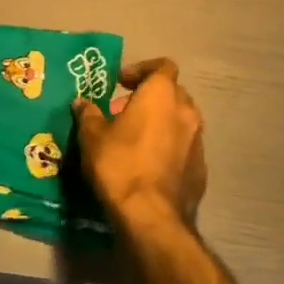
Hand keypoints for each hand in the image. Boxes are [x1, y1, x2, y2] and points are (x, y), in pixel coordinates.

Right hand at [74, 58, 206, 237]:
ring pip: (181, 121)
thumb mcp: (92, 136)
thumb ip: (89, 114)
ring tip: (136, 139)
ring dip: (162, 123)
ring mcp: (198, 141)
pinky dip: (170, 148)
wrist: (151, 216)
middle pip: (173, 93)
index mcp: (162, 95)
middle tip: (124, 111)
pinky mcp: (201, 169)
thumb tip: (82, 102)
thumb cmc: (120, 164)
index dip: (142, 69)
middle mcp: (186, 112)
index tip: (121, 82)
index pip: (163, 66)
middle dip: (150, 97)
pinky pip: (185, 148)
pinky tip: (150, 165)